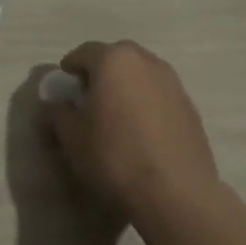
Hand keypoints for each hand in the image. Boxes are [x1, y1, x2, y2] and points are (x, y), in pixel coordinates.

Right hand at [42, 41, 219, 218]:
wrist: (174, 192)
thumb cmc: (114, 156)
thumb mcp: (72, 137)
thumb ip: (58, 113)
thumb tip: (54, 104)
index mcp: (114, 61)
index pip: (84, 52)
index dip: (70, 67)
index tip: (64, 85)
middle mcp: (147, 62)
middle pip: (117, 58)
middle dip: (101, 72)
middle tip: (88, 97)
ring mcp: (174, 83)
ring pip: (142, 75)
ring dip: (126, 87)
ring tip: (115, 115)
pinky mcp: (190, 107)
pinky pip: (159, 95)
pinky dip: (146, 104)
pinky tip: (140, 132)